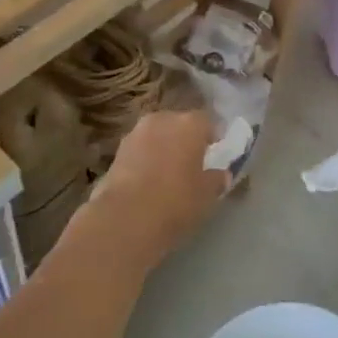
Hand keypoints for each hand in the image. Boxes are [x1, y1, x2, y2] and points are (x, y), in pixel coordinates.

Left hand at [94, 109, 228, 264]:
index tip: (216, 151)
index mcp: (189, 124)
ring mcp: (135, 133)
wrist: (125, 218)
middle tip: (193, 161)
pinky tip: (149, 180)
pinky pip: (140, 150)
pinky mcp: (116, 151)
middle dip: (186, 139)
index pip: (207, 121)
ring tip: (170, 172)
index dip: (213, 135)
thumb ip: (216, 180)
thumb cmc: (176, 201)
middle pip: (179, 124)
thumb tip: (221, 175)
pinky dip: (146, 159)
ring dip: (164, 147)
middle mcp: (162, 119)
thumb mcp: (207, 195)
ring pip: (157, 135)